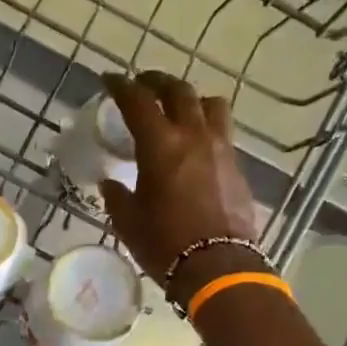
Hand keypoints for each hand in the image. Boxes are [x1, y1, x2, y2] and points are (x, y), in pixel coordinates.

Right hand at [99, 72, 259, 300]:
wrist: (218, 266)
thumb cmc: (164, 243)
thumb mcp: (128, 221)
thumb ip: (117, 196)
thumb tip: (111, 183)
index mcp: (161, 145)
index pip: (138, 101)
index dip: (121, 86)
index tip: (109, 79)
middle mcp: (194, 136)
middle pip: (179, 91)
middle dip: (157, 82)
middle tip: (143, 85)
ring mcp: (221, 149)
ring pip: (210, 105)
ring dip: (191, 100)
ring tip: (179, 109)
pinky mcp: (237, 167)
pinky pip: (222, 132)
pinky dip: (206, 127)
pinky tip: (196, 145)